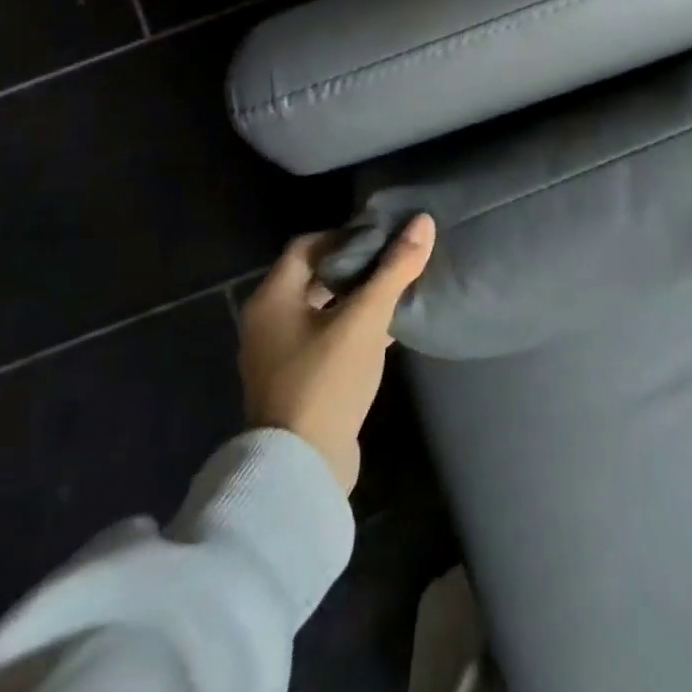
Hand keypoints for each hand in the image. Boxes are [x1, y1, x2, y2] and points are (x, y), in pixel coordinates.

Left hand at [238, 213, 435, 494]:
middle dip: (355, 266)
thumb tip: (424, 221)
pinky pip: (324, 338)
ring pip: (321, 309)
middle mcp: (267, 321)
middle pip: (314, 276)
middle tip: (394, 260)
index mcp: (272, 298)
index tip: (383, 237)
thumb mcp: (366, 319)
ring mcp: (278, 355)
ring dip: (356, 298)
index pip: (307, 245)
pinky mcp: (295, 382)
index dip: (345, 235)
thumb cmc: (327, 381)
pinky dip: (351, 327)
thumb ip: (395, 269)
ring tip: (396, 290)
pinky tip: (387, 331)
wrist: (302, 470)